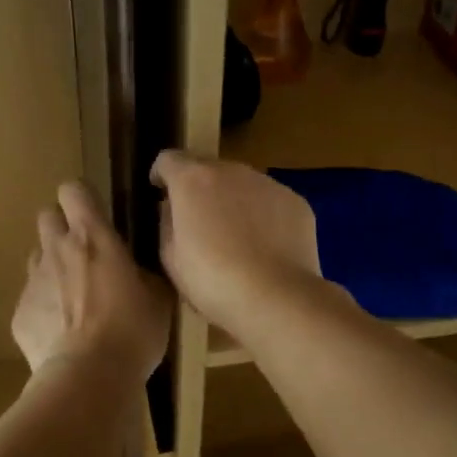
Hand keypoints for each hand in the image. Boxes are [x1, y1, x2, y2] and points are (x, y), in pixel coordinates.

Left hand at [13, 182, 171, 377]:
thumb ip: (144, 272)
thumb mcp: (158, 297)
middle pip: (46, 216)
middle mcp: (56, 250)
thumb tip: (139, 270)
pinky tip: (63, 335)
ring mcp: (32, 282)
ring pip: (37, 258)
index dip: (82, 198)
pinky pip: (31, 300)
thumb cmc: (132, 330)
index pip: (73, 190)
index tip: (96, 215)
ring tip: (74, 298)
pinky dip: (44, 309)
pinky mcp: (19, 314)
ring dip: (53, 268)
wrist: (88, 376)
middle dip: (62, 227)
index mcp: (92, 237)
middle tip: (85, 254)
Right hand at [149, 151, 320, 336]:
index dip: (161, 174)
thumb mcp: (171, 257)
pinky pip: (270, 201)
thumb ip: (167, 223)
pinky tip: (264, 246)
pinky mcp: (296, 201)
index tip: (160, 191)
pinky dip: (262, 215)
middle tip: (199, 221)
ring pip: (242, 184)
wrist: (275, 297)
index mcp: (193, 180)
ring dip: (233, 200)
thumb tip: (173, 210)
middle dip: (200, 188)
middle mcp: (232, 171)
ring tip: (235, 236)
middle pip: (208, 168)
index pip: (169, 159)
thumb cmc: (212, 281)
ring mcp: (268, 183)